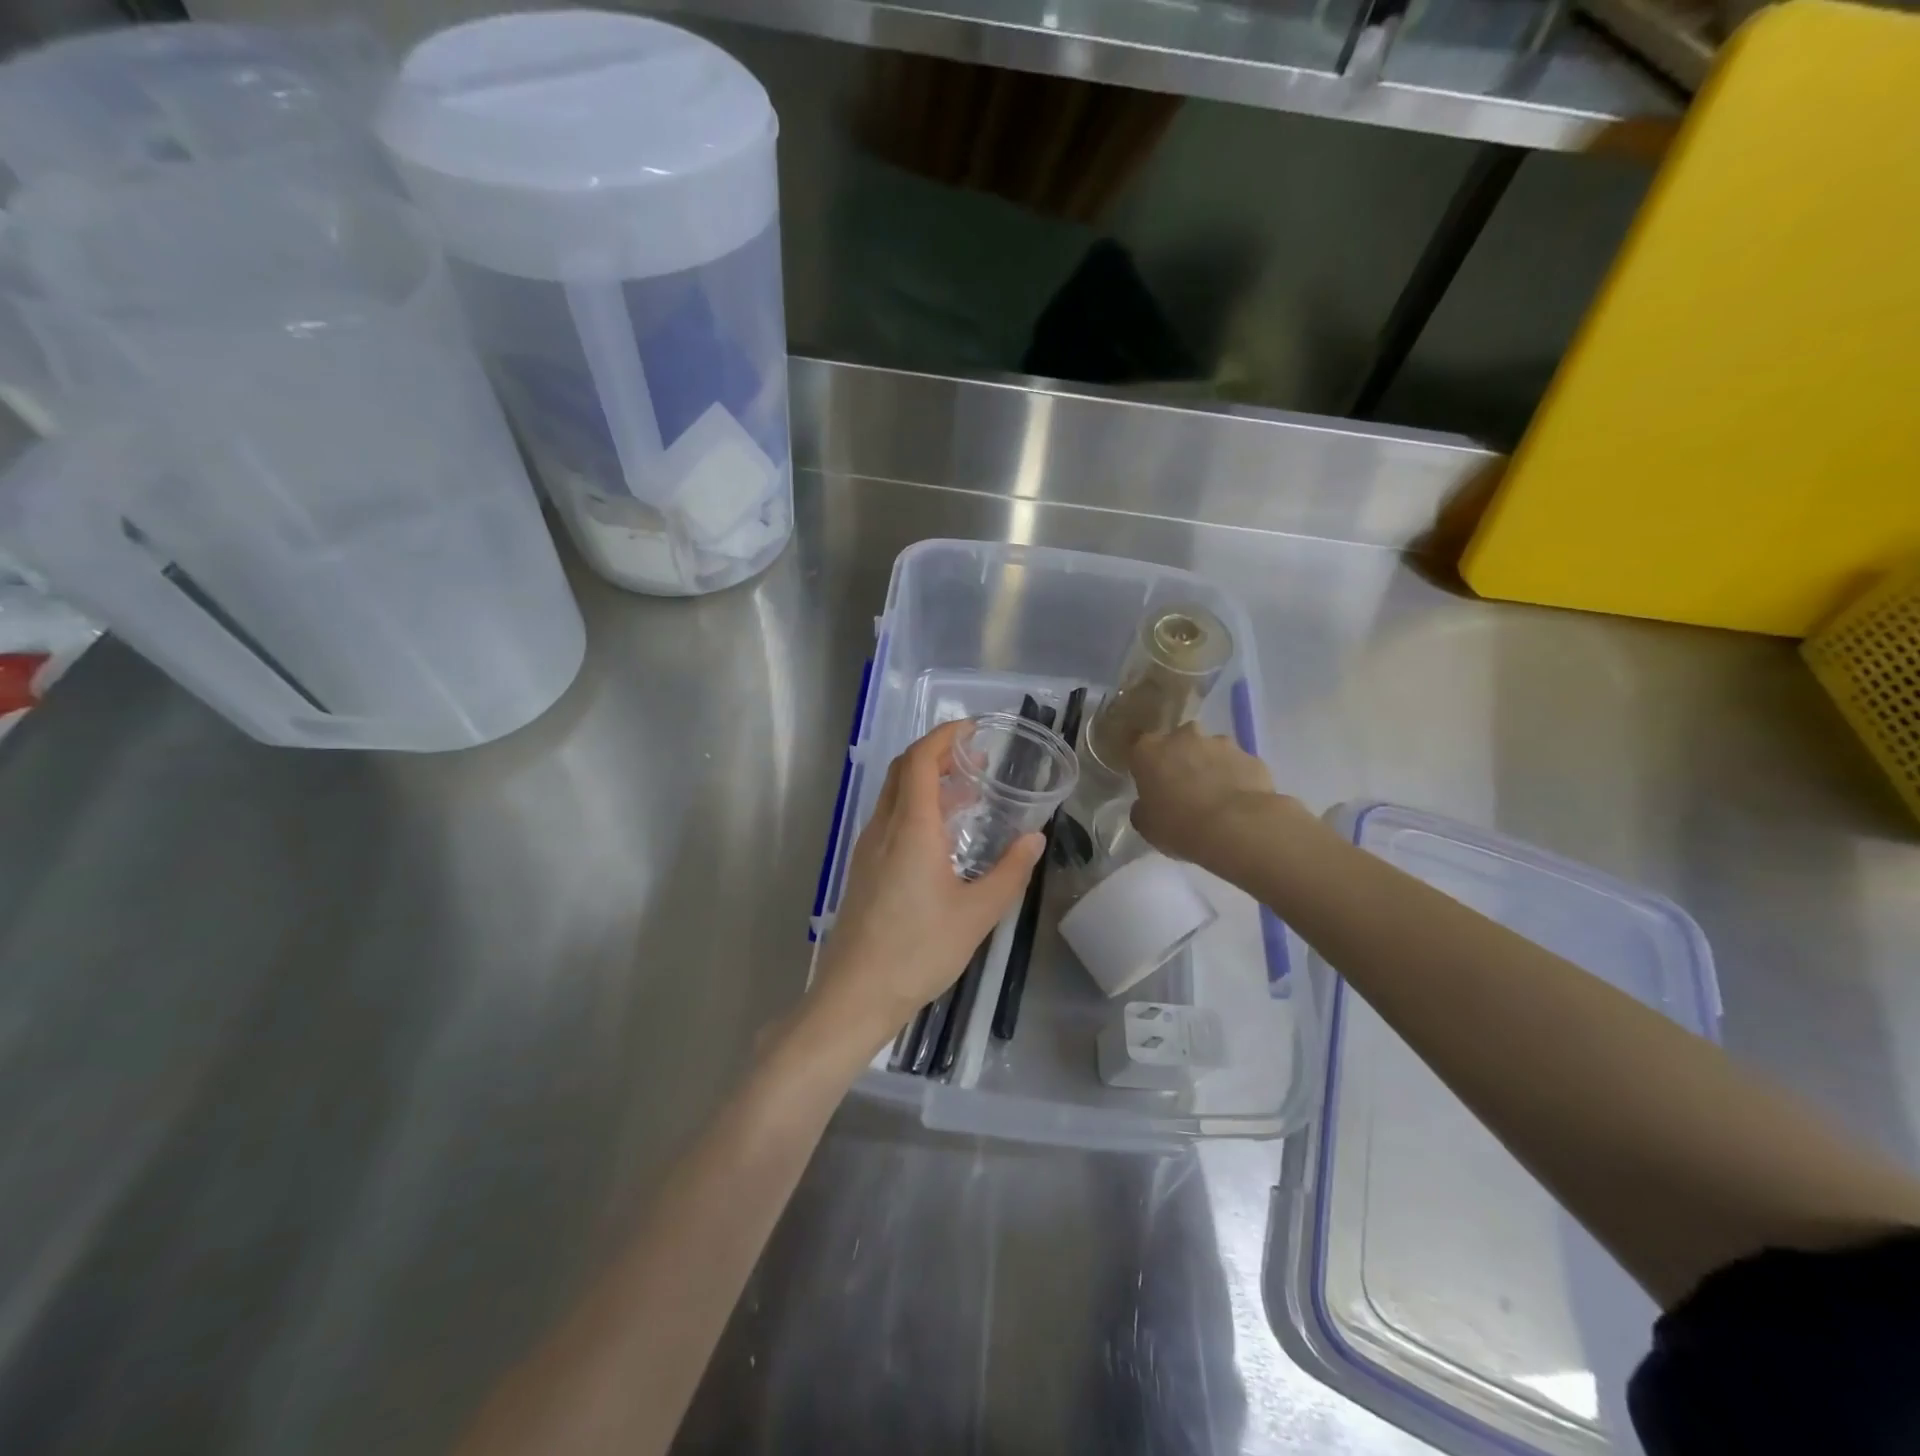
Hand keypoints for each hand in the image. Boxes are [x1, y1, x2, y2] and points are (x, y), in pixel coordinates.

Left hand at [806, 721, 1043, 1058]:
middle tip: (976, 759)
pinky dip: (917, 809)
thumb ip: (1009, 872)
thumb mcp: (977, 914)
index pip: (920, 760)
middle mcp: (883, 829)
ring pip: (895, 796)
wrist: (855, 995)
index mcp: (910, 829)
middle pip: (904, 771)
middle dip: (938, 754)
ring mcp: (868, 849)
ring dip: (927, 782)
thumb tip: (1034, 837)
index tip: (973, 729)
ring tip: (967, 794)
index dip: (944, 736)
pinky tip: (942, 837)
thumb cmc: (918, 952)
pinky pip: (890, 821)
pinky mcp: (864, 870)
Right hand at [1129, 723, 1283, 866]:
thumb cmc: (1179, 825)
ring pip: (1211, 750)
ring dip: (1210, 766)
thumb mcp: (1147, 825)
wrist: (1237, 828)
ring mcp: (1221, 744)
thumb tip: (1147, 805)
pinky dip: (1236, 778)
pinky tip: (1238, 803)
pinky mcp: (1251, 757)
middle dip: (1180, 758)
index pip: (1137, 744)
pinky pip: (1238, 766)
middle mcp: (1183, 737)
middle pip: (1178, 741)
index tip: (1148, 777)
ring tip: (1216, 797)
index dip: (1143, 761)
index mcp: (1149, 751)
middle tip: (1183, 787)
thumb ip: (1143, 809)